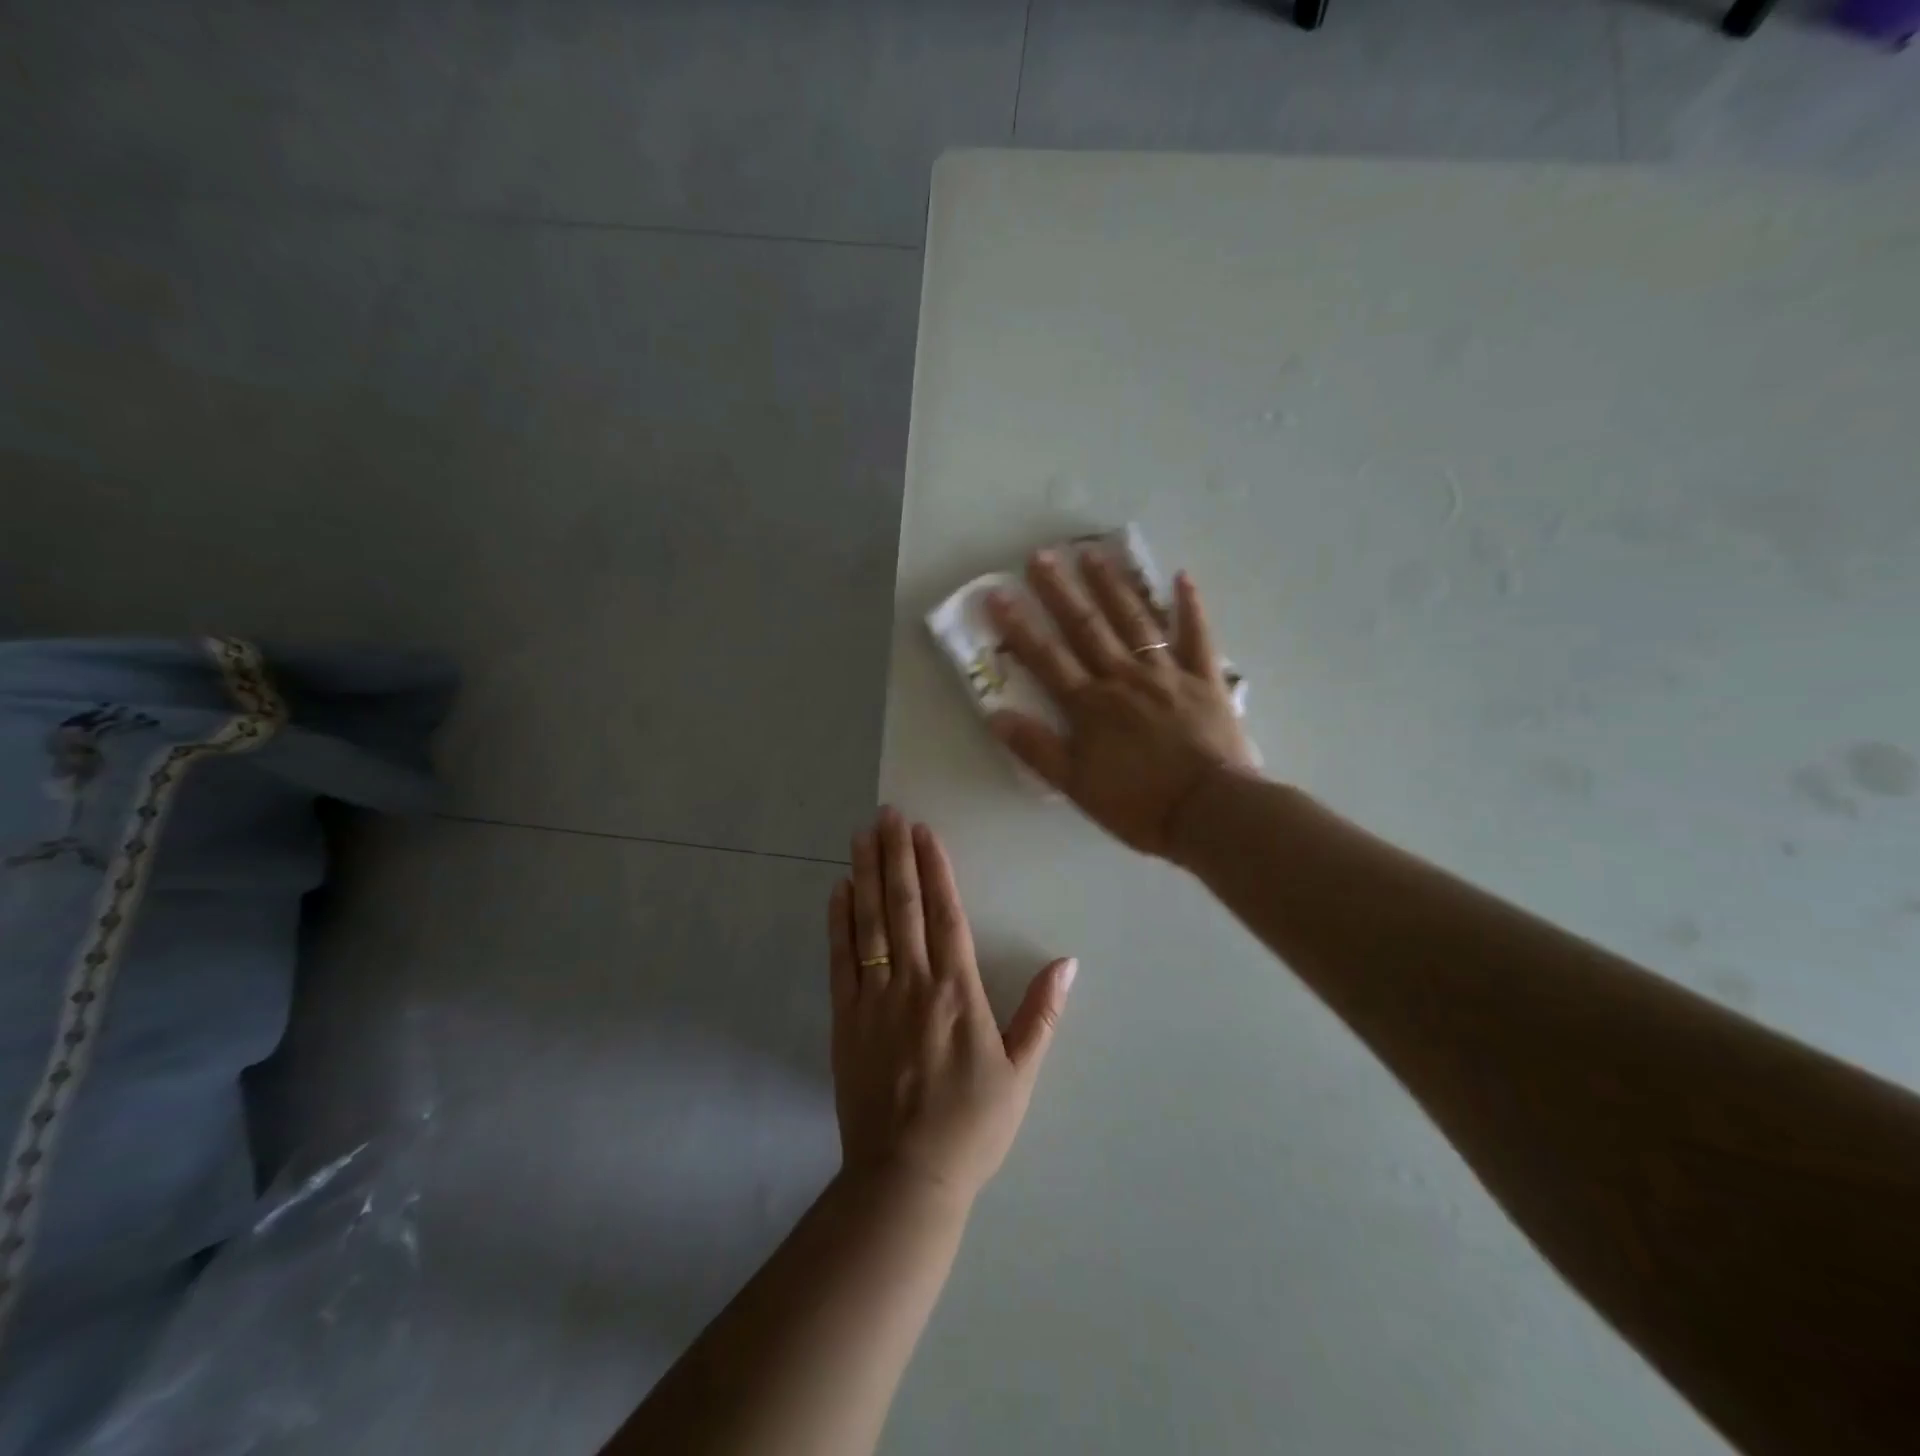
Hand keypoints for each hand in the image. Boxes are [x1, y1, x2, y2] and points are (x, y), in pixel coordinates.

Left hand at [828, 808, 1074, 1204]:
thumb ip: (1041, 1013)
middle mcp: (914, 983)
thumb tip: (1067, 962)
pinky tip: (838, 890)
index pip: (945, 914)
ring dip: (865, 875)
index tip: (923, 831)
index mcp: (958, 992)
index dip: (934, 868)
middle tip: (887, 814)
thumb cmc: (972, 1125)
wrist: (906, 1178)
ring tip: (861, 835)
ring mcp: (874, 999)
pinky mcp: (845, 1019)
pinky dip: (839, 922)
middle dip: (895, 855)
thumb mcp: (1020, 1073)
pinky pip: (841, 960)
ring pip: (869, 923)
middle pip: (902, 906)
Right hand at [986, 549, 1257, 857]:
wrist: (1210, 812)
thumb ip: (1036, 749)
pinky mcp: (1206, 680)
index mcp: (1091, 705)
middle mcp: (1124, 678)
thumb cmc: (1139, 804)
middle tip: (1042, 555)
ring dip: (1113, 586)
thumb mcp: (1076, 785)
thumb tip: (995, 715)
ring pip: (1135, 621)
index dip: (1019, 626)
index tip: (998, 594)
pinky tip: (1181, 576)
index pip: (1047, 658)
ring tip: (1094, 553)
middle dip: (1061, 591)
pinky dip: (1190, 606)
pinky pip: (1197, 636)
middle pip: (1088, 628)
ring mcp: (1168, 674)